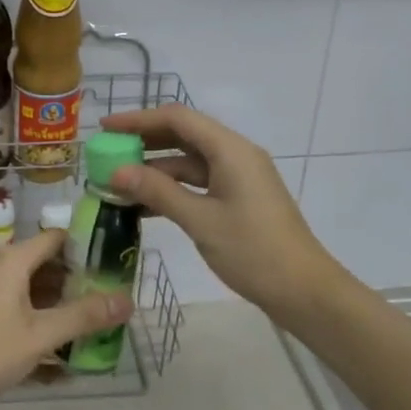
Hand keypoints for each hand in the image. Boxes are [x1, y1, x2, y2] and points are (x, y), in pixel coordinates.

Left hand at [0, 229, 130, 409]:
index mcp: (13, 259)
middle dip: (79, 278)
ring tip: (96, 319)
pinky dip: (42, 315)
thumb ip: (84, 316)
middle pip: (47, 262)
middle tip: (113, 295)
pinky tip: (63, 341)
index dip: (87, 245)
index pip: (57, 237)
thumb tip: (128, 300)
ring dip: (62, 300)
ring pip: (34, 286)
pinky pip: (20, 304)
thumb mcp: (41, 335)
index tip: (116, 261)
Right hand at [101, 104, 338, 316]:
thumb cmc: (254, 251)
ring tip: (119, 180)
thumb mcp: (200, 220)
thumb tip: (117, 171)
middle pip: (183, 134)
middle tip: (108, 152)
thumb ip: (158, 192)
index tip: (105, 128)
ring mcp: (239, 177)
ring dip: (156, 167)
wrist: (305, 292)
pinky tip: (146, 203)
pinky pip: (200, 181)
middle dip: (144, 140)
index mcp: (230, 149)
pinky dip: (173, 187)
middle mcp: (235, 154)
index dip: (138, 119)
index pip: (177, 118)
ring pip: (190, 160)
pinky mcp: (240, 198)